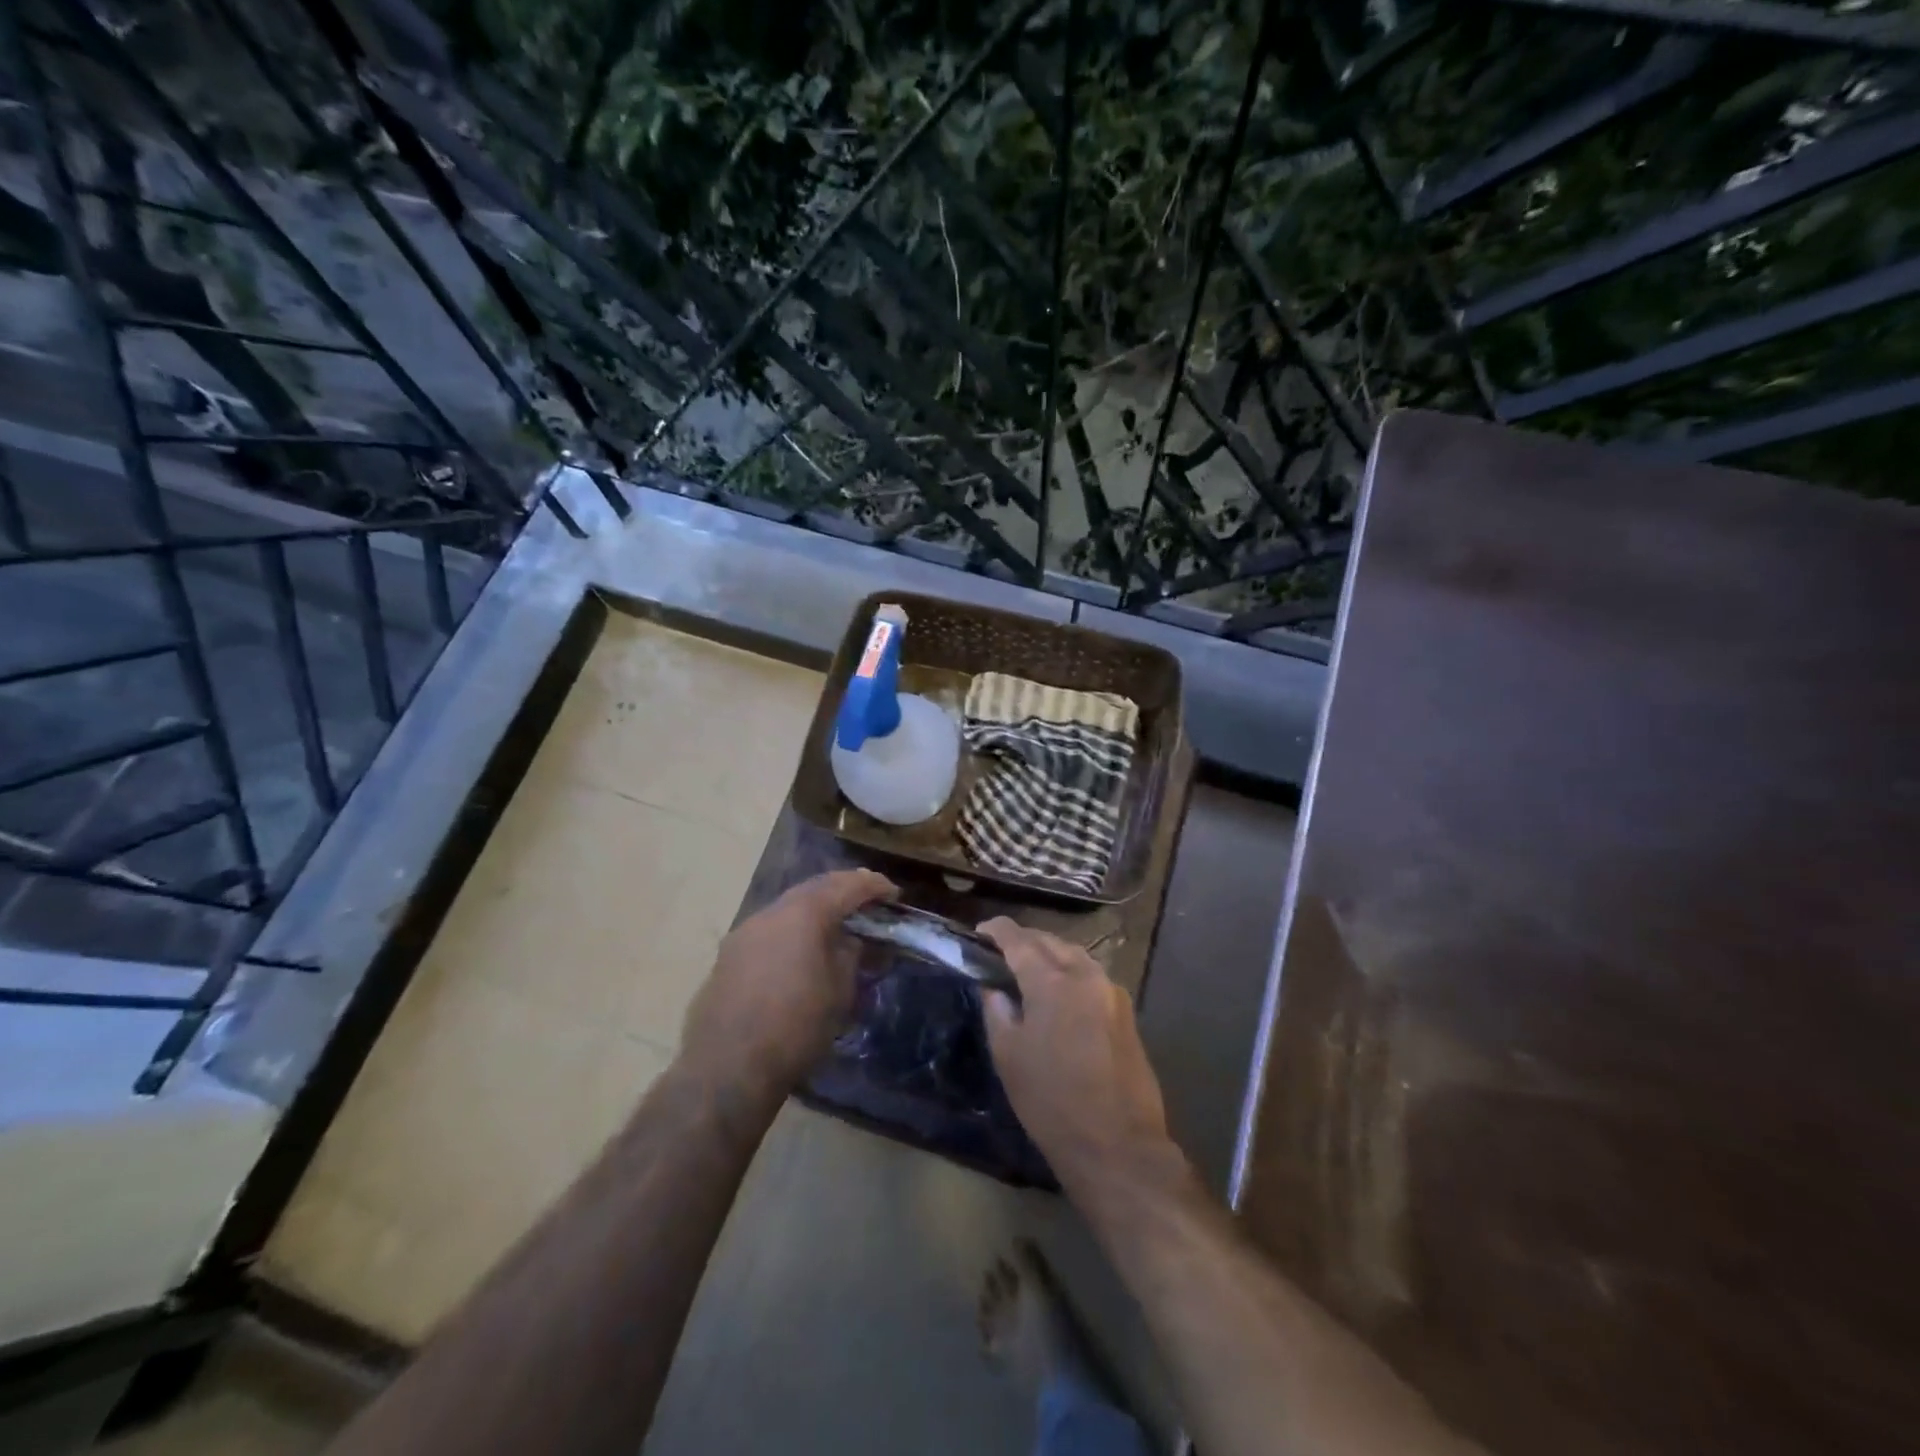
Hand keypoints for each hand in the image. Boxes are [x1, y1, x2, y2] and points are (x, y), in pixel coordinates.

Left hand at [681, 869, 895, 1097]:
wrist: (727, 1067)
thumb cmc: (796, 1026)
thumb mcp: (840, 990)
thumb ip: (850, 954)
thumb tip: (851, 940)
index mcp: (803, 913)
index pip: (846, 886)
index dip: (873, 886)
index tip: (893, 894)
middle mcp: (771, 912)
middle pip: (813, 888)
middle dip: (843, 890)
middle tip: (867, 900)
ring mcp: (744, 932)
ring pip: (787, 908)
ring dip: (814, 911)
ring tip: (837, 926)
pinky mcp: (728, 956)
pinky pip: (769, 931)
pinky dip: (792, 931)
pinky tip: (801, 951)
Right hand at [977, 919, 1172, 1184]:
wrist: (1117, 1144)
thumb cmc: (1052, 1101)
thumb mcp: (1009, 1056)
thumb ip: (997, 1011)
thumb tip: (994, 988)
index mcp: (1052, 981)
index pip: (1019, 940)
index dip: (997, 930)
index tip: (980, 931)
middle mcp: (1086, 975)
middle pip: (1050, 941)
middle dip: (1024, 940)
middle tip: (1000, 951)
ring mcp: (1111, 991)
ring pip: (1075, 955)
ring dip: (1050, 953)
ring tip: (1029, 967)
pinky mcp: (1126, 1011)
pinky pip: (1092, 975)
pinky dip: (1071, 971)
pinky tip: (1060, 991)